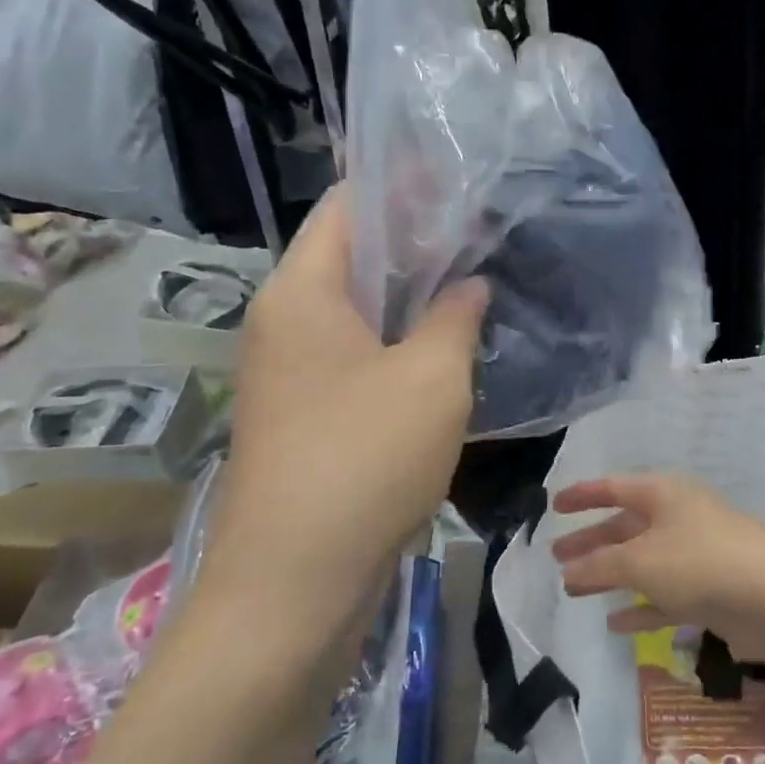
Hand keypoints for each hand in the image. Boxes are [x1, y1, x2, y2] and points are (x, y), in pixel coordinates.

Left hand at [203, 185, 488, 613]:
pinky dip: (397, 339)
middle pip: (350, 254)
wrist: (294, 583)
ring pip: (356, 309)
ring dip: (409, 294)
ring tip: (472, 280)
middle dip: (415, 239)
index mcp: (301, 292)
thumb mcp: (432, 377)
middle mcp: (284, 320)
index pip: (347, 205)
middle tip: (481, 232)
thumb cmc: (364, 459)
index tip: (460, 180)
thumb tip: (469, 285)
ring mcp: (289, 370)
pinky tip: (444, 346)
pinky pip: (355, 354)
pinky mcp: (305, 413)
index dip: (402, 184)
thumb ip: (455, 316)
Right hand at [549, 475, 764, 664]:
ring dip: (609, 574)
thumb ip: (600, 565)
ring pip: (642, 562)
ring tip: (574, 589)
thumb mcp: (640, 561)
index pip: (614, 487)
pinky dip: (640, 606)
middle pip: (625, 526)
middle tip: (557, 557)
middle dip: (591, 542)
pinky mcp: (709, 589)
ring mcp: (696, 554)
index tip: (554, 505)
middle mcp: (679, 517)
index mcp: (663, 494)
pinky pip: (664, 594)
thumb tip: (570, 570)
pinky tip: (615, 624)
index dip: (583, 495)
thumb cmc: (699, 563)